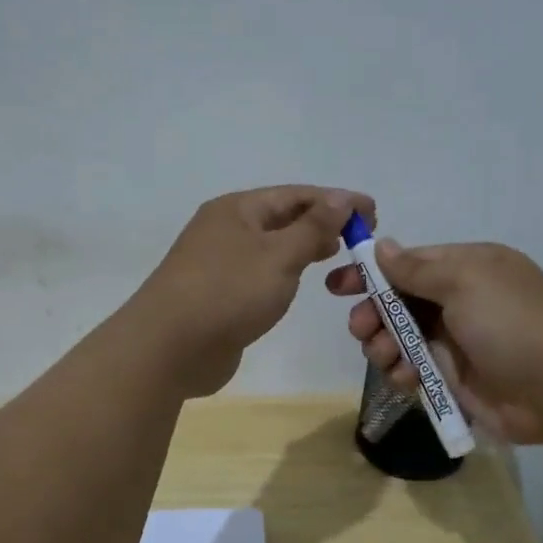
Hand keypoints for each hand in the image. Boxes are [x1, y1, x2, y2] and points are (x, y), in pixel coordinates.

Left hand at [134, 186, 375, 396]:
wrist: (169, 348)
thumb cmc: (228, 292)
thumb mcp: (279, 255)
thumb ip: (313, 227)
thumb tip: (341, 198)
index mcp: (237, 209)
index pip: (296, 195)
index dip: (336, 201)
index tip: (373, 212)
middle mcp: (225, 229)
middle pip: (281, 217)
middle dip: (321, 223)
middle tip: (360, 237)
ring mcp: (218, 263)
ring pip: (270, 247)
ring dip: (303, 247)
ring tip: (336, 255)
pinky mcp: (217, 295)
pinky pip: (259, 274)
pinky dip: (284, 272)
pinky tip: (299, 283)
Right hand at [325, 238, 542, 443]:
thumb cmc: (513, 324)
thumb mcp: (465, 282)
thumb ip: (417, 268)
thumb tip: (382, 246)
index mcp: (466, 268)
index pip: (408, 264)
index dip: (371, 274)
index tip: (337, 286)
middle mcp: (459, 301)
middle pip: (398, 302)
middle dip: (373, 313)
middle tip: (360, 328)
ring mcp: (456, 341)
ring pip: (400, 337)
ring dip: (383, 345)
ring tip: (383, 356)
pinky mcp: (454, 378)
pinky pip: (413, 369)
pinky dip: (401, 372)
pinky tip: (404, 378)